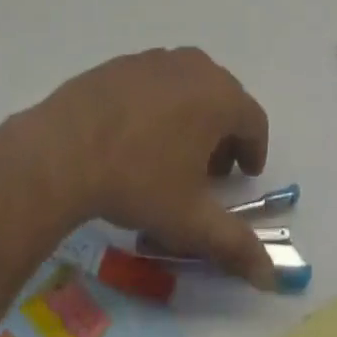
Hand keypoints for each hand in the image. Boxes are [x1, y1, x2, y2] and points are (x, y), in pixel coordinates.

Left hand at [25, 48, 276, 289]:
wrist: (65, 148)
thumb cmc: (138, 180)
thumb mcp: (189, 220)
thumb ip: (235, 245)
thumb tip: (271, 276)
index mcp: (219, 97)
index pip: (254, 120)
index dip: (253, 150)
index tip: (241, 176)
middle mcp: (194, 67)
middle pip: (224, 98)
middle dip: (224, 133)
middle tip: (208, 172)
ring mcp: (157, 59)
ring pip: (190, 85)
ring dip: (193, 116)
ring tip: (172, 154)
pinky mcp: (125, 62)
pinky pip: (157, 81)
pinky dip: (161, 104)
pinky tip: (137, 136)